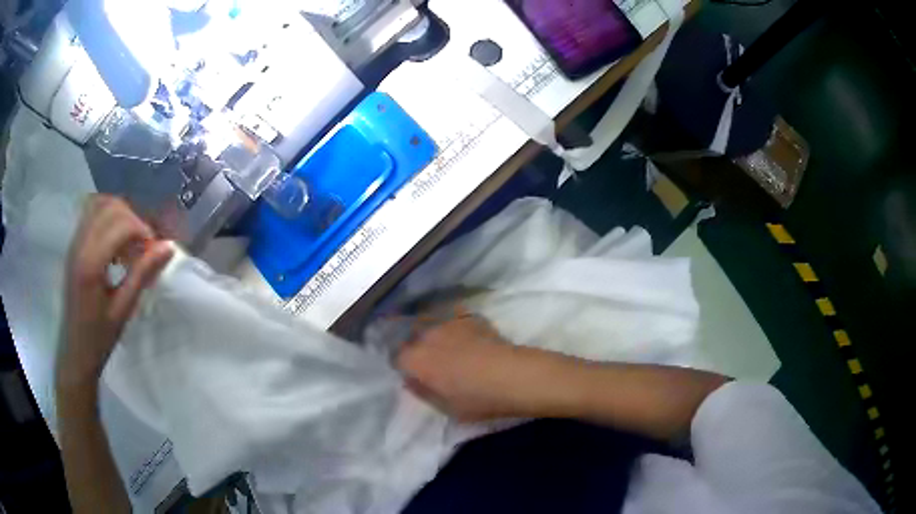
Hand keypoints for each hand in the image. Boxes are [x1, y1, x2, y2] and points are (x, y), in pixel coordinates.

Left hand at [56, 195, 172, 391]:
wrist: (75, 352)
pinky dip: (109, 220)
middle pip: (110, 207)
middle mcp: (80, 245)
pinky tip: (116, 244)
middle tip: (143, 246)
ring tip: (130, 243)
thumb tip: (168, 247)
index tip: (154, 251)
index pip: (120, 223)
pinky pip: (92, 215)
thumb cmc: (99, 338)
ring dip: (120, 216)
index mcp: (91, 263)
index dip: (142, 230)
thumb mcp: (123, 310)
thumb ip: (143, 274)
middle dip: (133, 219)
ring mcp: (75, 243)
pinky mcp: (74, 246)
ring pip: (100, 205)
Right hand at [396, 309, 558, 421]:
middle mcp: (426, 336)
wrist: (513, 376)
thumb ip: (422, 392)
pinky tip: (467, 333)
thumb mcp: (445, 407)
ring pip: (432, 324)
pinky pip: (455, 317)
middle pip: (413, 338)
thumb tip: (410, 381)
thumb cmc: (477, 399)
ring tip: (449, 346)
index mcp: (415, 360)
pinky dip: (456, 323)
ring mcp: (449, 323)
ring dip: (435, 334)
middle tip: (432, 363)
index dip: (405, 367)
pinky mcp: (470, 317)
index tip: (415, 375)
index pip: (397, 359)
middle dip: (417, 348)